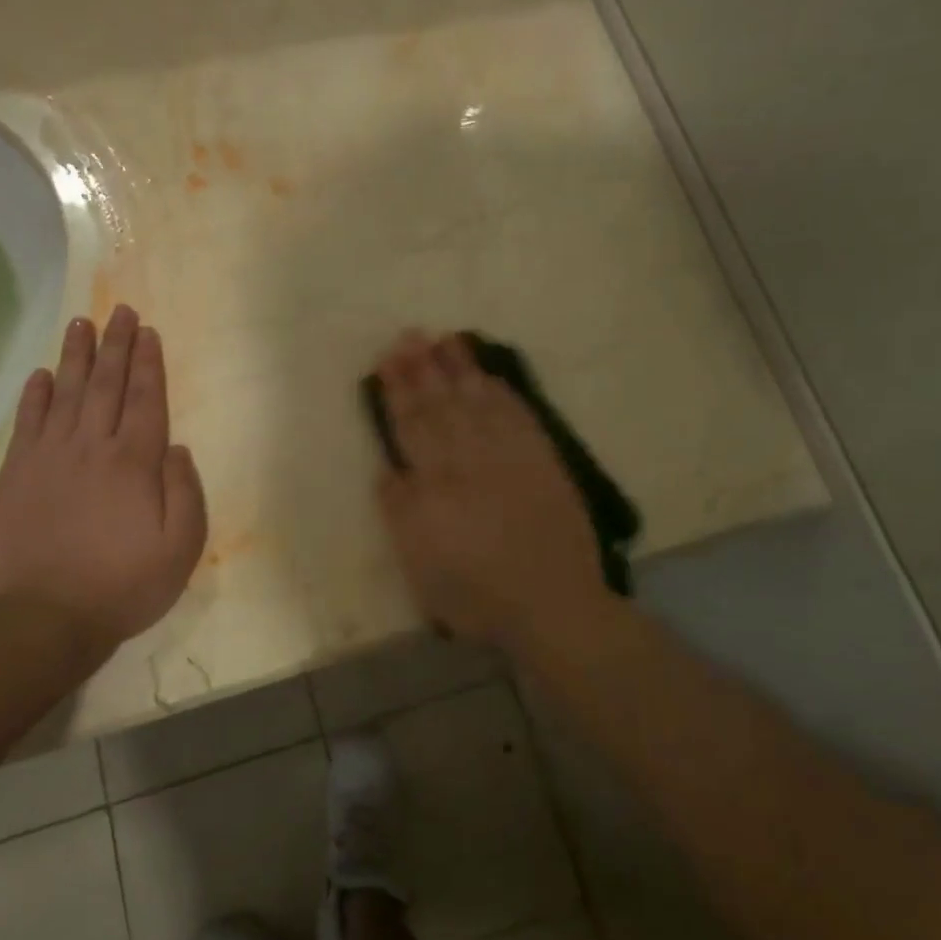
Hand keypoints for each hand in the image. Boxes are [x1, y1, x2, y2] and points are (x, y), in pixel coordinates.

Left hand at [0, 306, 206, 659]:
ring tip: (82, 324)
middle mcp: (92, 448)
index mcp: (134, 463)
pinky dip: (35, 396)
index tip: (149, 332)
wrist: (44, 618)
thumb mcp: (180, 548)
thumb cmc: (123, 585)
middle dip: (117, 346)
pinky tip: (41, 375)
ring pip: (66, 394)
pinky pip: (28, 423)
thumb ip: (185, 493)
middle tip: (121, 312)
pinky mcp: (16, 475)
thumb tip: (175, 448)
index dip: (149, 364)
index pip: (146, 400)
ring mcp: (49, 458)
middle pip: (107, 386)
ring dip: (77, 357)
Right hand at [372, 331, 604, 647]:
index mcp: (434, 485)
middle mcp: (469, 460)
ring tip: (447, 339)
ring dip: (461, 369)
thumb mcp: (420, 567)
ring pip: (479, 401)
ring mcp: (509, 456)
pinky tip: (491, 376)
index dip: (398, 392)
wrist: (552, 604)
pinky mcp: (542, 460)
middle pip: (441, 405)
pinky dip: (503, 393)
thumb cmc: (476, 596)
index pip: (412, 426)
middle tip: (411, 335)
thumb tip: (389, 469)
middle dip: (424, 368)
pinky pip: (518, 415)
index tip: (388, 360)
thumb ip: (401, 514)